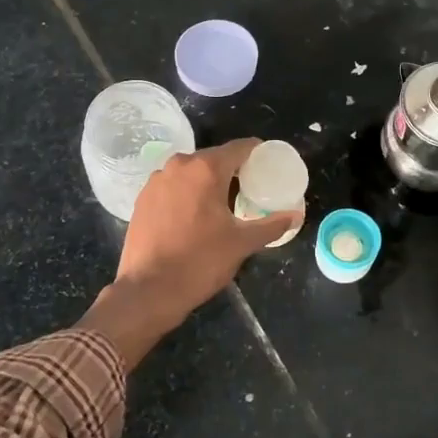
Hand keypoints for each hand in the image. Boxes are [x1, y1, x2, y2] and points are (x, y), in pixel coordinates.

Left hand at [81, 140, 299, 364]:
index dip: (257, 152)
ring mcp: (156, 181)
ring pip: (190, 173)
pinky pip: (172, 187)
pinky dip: (186, 194)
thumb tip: (295, 216)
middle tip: (250, 189)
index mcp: (206, 169)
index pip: (240, 148)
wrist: (148, 289)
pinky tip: (193, 216)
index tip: (269, 164)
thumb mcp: (242, 243)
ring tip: (222, 205)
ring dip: (207, 183)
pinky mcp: (142, 198)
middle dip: (233, 171)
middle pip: (214, 159)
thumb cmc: (200, 261)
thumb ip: (271, 225)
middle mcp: (179, 166)